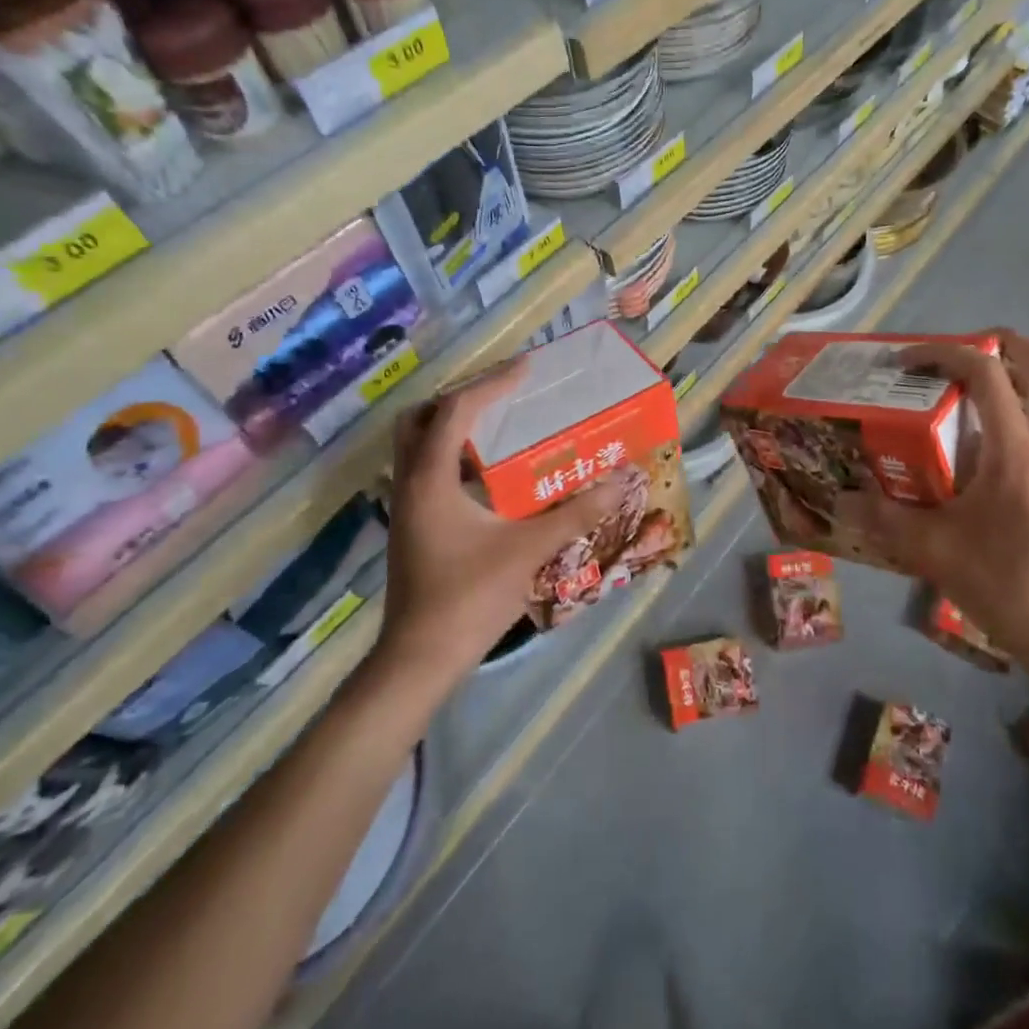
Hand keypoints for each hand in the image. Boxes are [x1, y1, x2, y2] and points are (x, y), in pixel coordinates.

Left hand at [369, 362, 612, 691]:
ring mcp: (407, 507)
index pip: (455, 411)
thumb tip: (620, 480)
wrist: (421, 659)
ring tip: (501, 426)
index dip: (491, 384)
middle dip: (459, 399)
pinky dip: (455, 458)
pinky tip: (492, 476)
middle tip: (501, 396)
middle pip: (419, 419)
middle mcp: (411, 484)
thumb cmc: (470, 598)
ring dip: (454, 428)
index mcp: (431, 479)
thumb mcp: (529, 550)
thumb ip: (577, 512)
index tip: (526, 368)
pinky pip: (428, 472)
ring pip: (418, 447)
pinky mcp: (413, 527)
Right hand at [841, 330, 1028, 676]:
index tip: (906, 362)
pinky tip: (1002, 437)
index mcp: (1016, 450)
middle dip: (1008, 345)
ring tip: (989, 381)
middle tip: (966, 352)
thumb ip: (886, 519)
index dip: (943, 353)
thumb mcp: (936, 551)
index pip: (987, 373)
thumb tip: (841, 501)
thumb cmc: (1008, 584)